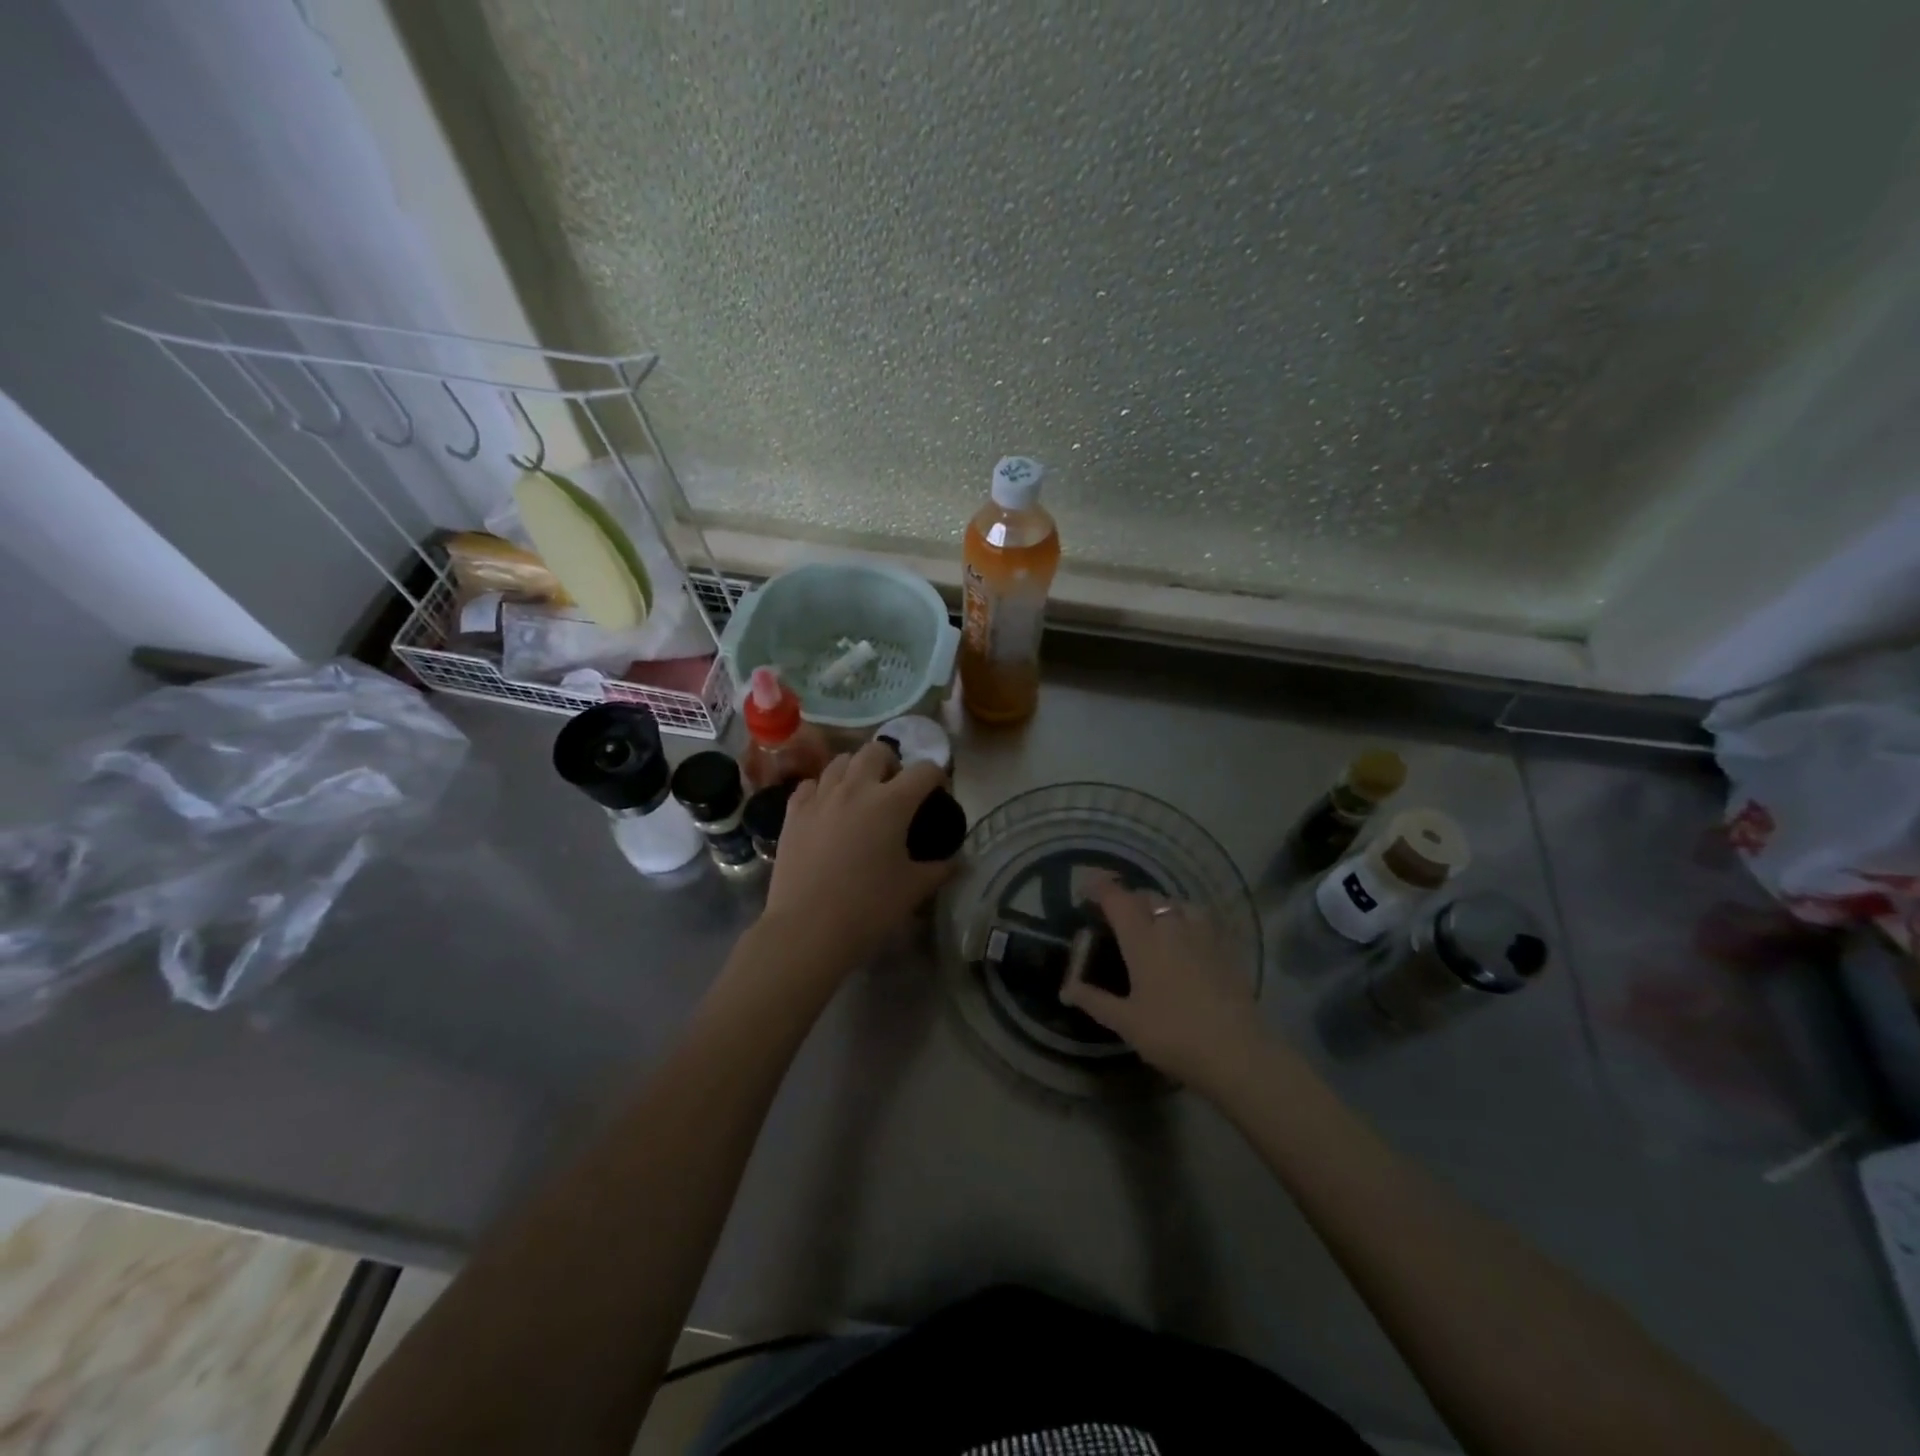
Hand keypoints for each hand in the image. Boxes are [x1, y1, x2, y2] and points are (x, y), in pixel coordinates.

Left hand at [759, 741, 955, 973]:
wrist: (807, 928)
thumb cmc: (868, 908)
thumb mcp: (913, 890)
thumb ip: (940, 869)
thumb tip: (957, 861)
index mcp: (892, 802)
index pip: (925, 770)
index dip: (937, 777)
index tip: (937, 794)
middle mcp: (856, 788)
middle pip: (877, 750)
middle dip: (892, 762)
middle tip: (895, 790)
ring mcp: (820, 797)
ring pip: (840, 762)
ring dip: (856, 770)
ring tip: (860, 796)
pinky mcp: (793, 813)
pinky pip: (810, 785)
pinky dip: (823, 789)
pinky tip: (827, 810)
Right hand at [1059, 876, 1262, 1089]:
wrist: (1237, 1052)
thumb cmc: (1173, 1035)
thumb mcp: (1126, 1022)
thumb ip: (1094, 1000)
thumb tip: (1065, 989)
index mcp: (1142, 939)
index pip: (1117, 898)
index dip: (1100, 888)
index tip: (1086, 891)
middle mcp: (1171, 926)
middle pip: (1146, 896)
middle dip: (1128, 899)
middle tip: (1117, 917)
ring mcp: (1202, 933)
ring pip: (1176, 903)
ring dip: (1159, 906)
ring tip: (1153, 923)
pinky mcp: (1226, 946)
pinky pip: (1201, 918)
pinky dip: (1186, 918)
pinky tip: (1187, 937)